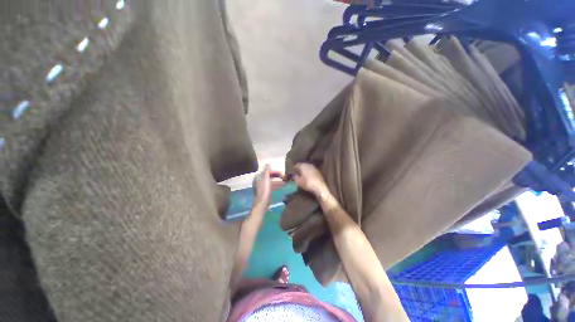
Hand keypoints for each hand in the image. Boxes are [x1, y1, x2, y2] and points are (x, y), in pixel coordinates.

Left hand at [253, 164, 283, 209]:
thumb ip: (267, 171)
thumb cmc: (264, 190)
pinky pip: (271, 186)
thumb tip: (268, 163)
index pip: (268, 172)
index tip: (283, 175)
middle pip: (269, 176)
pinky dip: (276, 186)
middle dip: (277, 177)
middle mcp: (259, 181)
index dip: (275, 172)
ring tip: (285, 183)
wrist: (262, 203)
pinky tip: (281, 187)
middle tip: (284, 178)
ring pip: (271, 182)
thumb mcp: (266, 179)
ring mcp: (261, 187)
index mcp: (258, 177)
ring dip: (277, 182)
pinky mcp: (264, 192)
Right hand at [292, 163, 327, 196]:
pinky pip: (311, 170)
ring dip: (304, 171)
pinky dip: (308, 172)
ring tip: (302, 176)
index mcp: (303, 165)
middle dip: (299, 169)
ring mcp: (314, 167)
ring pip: (307, 167)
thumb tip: (293, 175)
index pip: (296, 165)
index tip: (292, 173)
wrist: (320, 187)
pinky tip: (308, 177)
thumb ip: (295, 177)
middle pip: (302, 165)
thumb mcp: (298, 181)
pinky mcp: (318, 171)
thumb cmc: (307, 183)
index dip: (293, 169)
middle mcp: (308, 164)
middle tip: (296, 174)